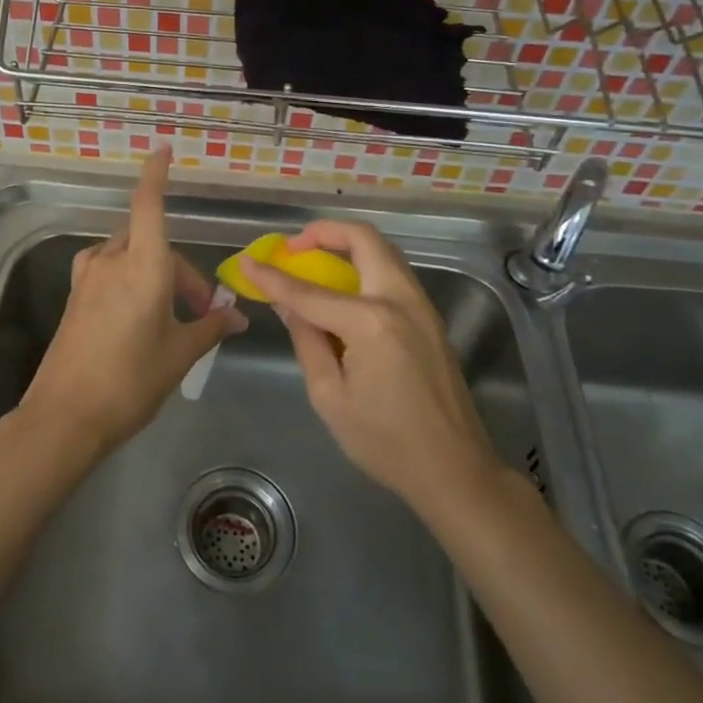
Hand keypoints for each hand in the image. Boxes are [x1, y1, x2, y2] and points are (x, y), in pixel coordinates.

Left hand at [23, 148, 247, 457]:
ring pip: (128, 254)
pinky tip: (135, 310)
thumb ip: (210, 328)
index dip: (156, 174)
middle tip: (200, 310)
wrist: (65, 416)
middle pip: (150, 239)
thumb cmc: (131, 381)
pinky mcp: (74, 297)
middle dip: (179, 268)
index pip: (149, 204)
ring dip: (152, 271)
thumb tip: (239, 318)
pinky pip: (107, 270)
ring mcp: (88, 278)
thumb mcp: (179, 354)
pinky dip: (127, 277)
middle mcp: (113, 261)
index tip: (162, 150)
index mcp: (143, 266)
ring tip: (169, 313)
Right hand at [240, 221, 502, 514]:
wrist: (455, 470)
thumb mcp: (330, 397)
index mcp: (370, 322)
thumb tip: (288, 306)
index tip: (247, 262)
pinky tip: (345, 289)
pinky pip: (394, 274)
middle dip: (324, 232)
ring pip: (384, 251)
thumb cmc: (385, 442)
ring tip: (316, 261)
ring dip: (348, 245)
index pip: (309, 291)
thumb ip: (307, 341)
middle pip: (363, 239)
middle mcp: (400, 300)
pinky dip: (366, 266)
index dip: (273, 277)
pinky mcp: (431, 318)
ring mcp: (421, 306)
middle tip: (294, 247)